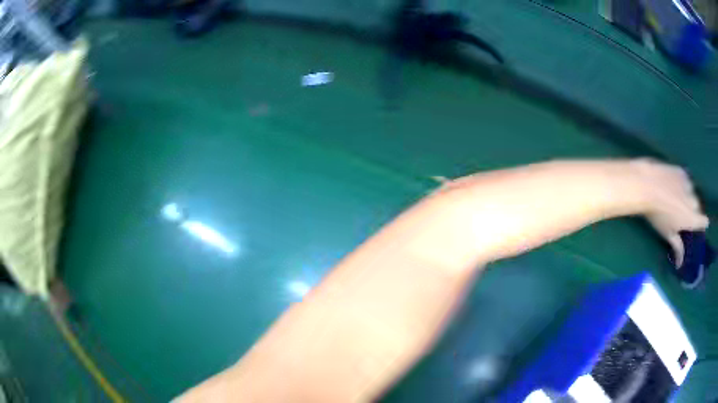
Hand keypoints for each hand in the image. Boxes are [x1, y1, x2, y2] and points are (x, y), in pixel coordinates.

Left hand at [630, 159, 708, 265]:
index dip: (703, 223)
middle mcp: (693, 199)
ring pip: (691, 191)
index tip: (702, 224)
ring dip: (687, 195)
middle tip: (683, 214)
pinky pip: (685, 179)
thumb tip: (680, 263)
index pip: (703, 221)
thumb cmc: (658, 215)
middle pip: (697, 207)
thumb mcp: (668, 234)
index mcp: (692, 218)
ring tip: (676, 199)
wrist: (648, 185)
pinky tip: (672, 185)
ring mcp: (688, 183)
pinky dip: (681, 183)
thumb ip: (677, 246)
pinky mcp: (681, 170)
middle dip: (693, 211)